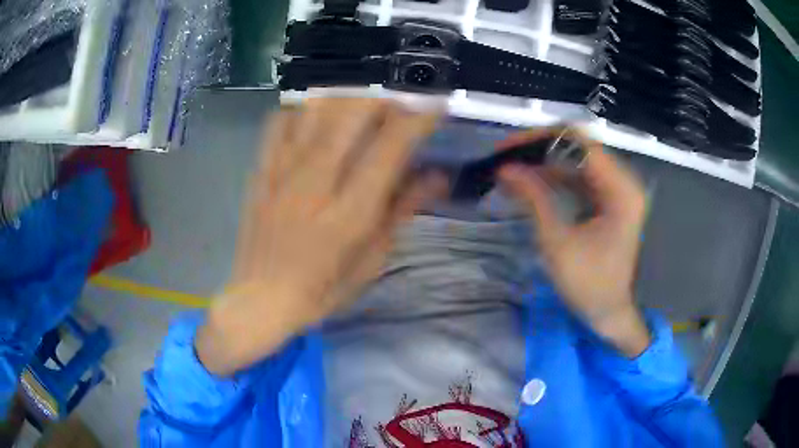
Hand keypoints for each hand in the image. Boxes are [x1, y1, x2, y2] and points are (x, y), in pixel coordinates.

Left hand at [197, 98, 440, 374]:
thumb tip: (439, 175)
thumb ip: (404, 209)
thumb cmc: (323, 288)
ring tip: (365, 102)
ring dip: (348, 95)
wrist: (261, 298)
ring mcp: (283, 170)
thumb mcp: (373, 258)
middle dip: (385, 95)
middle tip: (401, 101)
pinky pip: (281, 120)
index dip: (420, 116)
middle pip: (353, 111)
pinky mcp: (262, 169)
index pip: (391, 145)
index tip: (437, 103)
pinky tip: (316, 117)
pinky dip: (304, 109)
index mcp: (351, 210)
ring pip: (317, 107)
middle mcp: (316, 180)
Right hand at [498, 129, 649, 356]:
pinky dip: (553, 179)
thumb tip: (504, 168)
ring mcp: (616, 189)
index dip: (540, 139)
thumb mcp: (558, 242)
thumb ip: (533, 199)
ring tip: (511, 171)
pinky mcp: (608, 200)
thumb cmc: (589, 284)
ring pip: (575, 161)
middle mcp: (622, 180)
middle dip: (538, 150)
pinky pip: (578, 178)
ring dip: (543, 164)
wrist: (610, 313)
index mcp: (620, 188)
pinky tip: (529, 184)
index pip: (578, 142)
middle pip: (577, 147)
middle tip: (504, 160)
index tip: (507, 149)